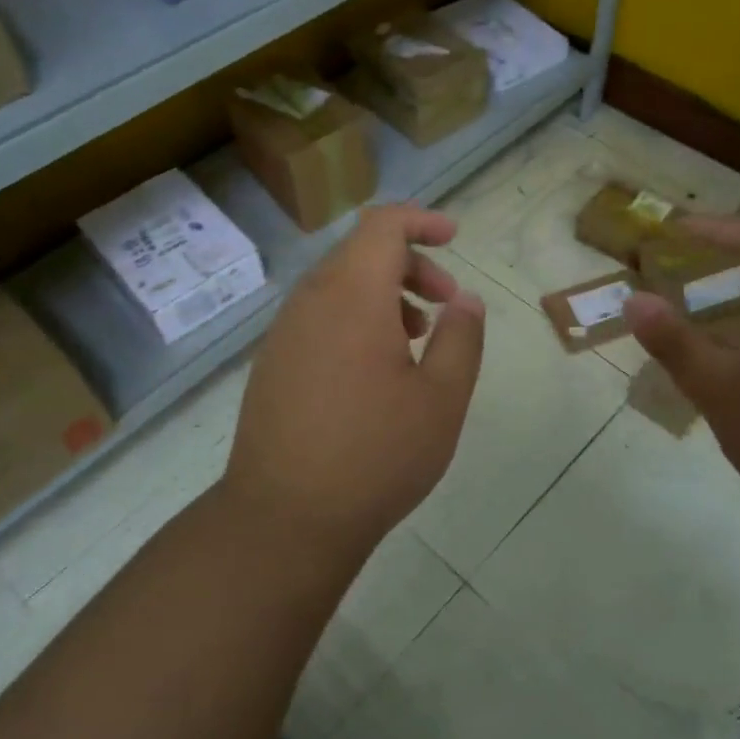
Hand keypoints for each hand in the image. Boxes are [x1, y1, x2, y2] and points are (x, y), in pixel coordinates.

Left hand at [222, 205, 485, 551]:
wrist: (284, 518)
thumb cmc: (375, 454)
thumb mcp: (441, 398)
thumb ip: (461, 338)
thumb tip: (466, 300)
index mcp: (352, 296)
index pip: (382, 225)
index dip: (421, 220)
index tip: (454, 237)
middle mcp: (311, 301)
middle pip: (361, 253)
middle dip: (411, 265)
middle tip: (447, 304)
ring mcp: (285, 332)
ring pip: (339, 286)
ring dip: (384, 295)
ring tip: (417, 339)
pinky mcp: (273, 362)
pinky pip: (319, 316)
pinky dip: (356, 319)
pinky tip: (377, 370)